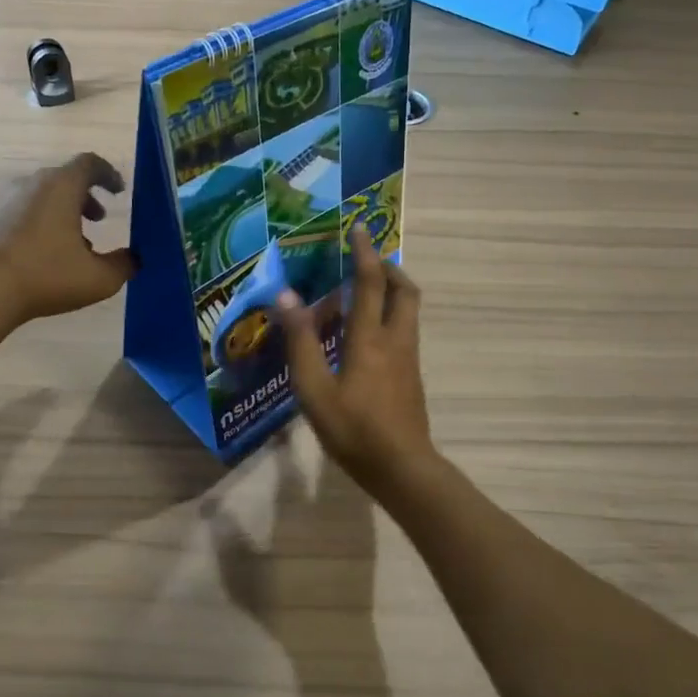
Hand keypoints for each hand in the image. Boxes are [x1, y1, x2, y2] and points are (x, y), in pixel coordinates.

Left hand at [0, 152, 136, 324]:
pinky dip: (42, 224)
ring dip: (64, 213)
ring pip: (44, 197)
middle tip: (100, 220)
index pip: (90, 163)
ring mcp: (6, 200)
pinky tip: (48, 256)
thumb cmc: (46, 274)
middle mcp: (32, 184)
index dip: (109, 174)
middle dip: (86, 197)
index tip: (120, 191)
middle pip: (65, 179)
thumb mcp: (99, 278)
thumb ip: (124, 265)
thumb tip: (134, 259)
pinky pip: (24, 212)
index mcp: (62, 186)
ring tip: (76, 244)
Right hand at [275, 224, 434, 491]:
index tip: (358, 228)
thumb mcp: (314, 389)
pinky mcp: (412, 376)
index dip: (364, 252)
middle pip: (404, 290)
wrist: (402, 468)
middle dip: (389, 268)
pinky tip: (367, 335)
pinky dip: (389, 316)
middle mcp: (395, 340)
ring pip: (408, 310)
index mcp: (370, 338)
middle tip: (366, 261)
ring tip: (363, 292)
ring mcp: (409, 358)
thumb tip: (286, 296)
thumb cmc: (353, 430)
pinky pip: (404, 330)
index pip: (370, 282)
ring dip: (391, 291)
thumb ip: (300, 342)